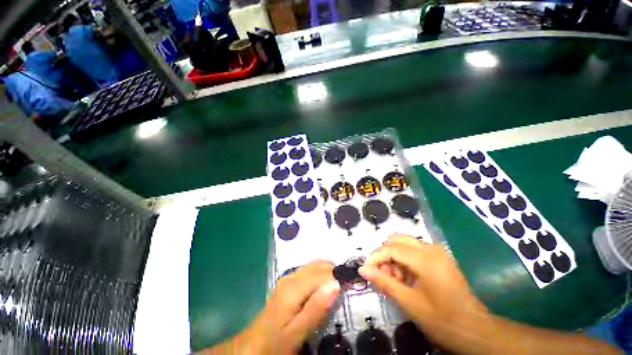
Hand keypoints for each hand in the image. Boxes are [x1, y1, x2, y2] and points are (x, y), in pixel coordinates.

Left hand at [207, 260, 339, 354]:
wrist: (254, 345)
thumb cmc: (276, 342)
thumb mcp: (297, 332)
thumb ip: (316, 308)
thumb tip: (335, 284)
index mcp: (294, 287)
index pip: (322, 273)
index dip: (338, 275)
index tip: (353, 283)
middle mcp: (292, 276)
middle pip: (318, 265)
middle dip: (335, 270)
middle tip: (349, 284)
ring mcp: (289, 278)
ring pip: (314, 265)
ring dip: (329, 270)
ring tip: (341, 283)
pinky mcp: (289, 282)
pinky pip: (309, 271)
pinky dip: (321, 273)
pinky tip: (327, 284)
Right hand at [359, 234, 487, 350]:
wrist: (476, 330)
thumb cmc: (442, 320)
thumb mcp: (409, 303)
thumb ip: (384, 282)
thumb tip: (362, 269)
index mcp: (425, 259)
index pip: (391, 248)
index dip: (375, 257)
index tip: (365, 269)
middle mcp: (431, 248)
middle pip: (397, 240)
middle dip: (385, 255)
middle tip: (382, 274)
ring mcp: (437, 251)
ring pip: (405, 243)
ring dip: (394, 257)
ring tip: (395, 278)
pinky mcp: (440, 256)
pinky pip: (414, 249)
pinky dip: (404, 259)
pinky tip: (406, 277)